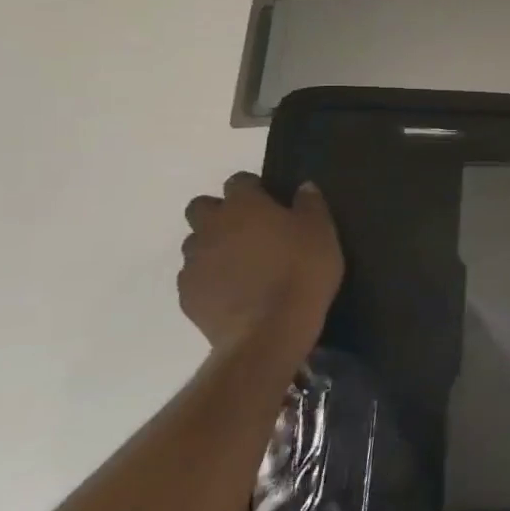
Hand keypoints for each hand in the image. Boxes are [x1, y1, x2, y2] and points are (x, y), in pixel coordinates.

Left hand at [178, 173, 342, 359]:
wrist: (269, 329)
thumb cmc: (302, 271)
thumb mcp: (322, 232)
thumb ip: (310, 204)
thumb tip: (303, 186)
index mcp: (244, 207)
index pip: (239, 181)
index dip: (254, 188)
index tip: (271, 200)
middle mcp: (211, 227)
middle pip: (201, 207)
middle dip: (220, 213)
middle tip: (249, 230)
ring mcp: (193, 262)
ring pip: (195, 243)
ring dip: (214, 246)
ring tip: (242, 264)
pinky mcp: (187, 293)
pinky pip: (194, 276)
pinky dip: (211, 277)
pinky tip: (234, 290)